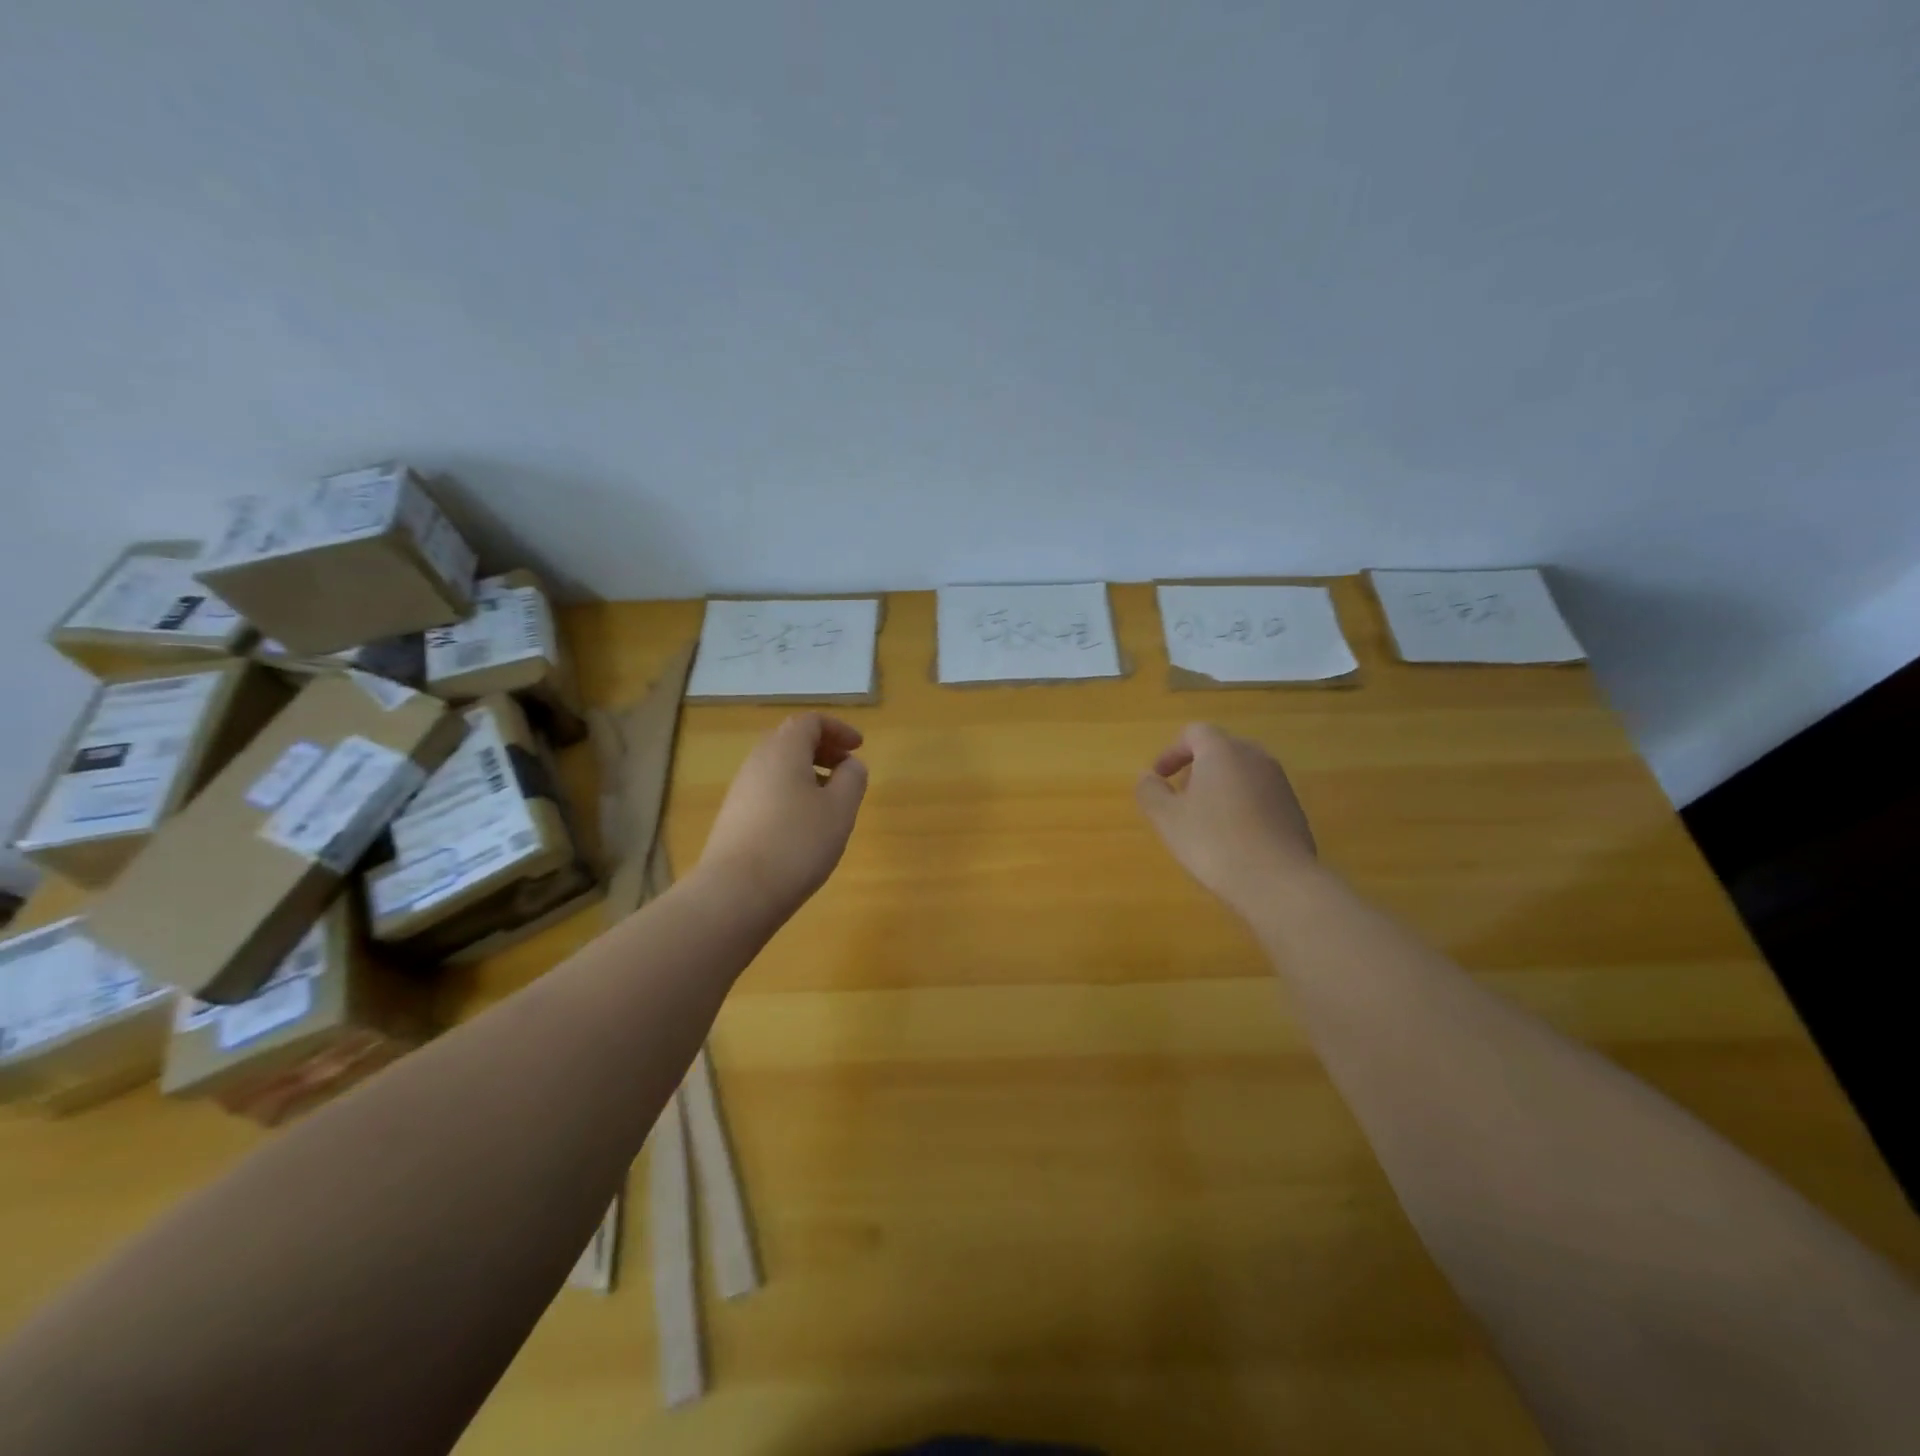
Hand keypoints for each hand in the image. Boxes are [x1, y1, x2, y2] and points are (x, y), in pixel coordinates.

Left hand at [697, 713, 868, 915]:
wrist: (736, 892)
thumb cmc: (797, 843)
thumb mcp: (840, 809)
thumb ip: (852, 779)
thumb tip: (851, 765)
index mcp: (784, 750)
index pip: (810, 722)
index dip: (838, 729)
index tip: (859, 747)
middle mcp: (757, 762)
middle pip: (790, 740)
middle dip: (822, 749)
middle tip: (846, 769)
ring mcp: (740, 791)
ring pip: (778, 767)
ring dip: (807, 773)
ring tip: (830, 801)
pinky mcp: (734, 818)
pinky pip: (767, 791)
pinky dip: (791, 793)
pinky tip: (804, 825)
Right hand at [1135, 722, 1316, 910]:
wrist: (1278, 882)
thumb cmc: (1214, 842)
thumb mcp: (1167, 818)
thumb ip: (1150, 791)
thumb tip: (1147, 777)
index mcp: (1222, 752)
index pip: (1195, 732)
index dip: (1172, 751)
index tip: (1160, 776)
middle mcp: (1255, 758)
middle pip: (1222, 749)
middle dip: (1197, 767)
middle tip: (1180, 796)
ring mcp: (1279, 783)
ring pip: (1243, 772)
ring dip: (1220, 786)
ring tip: (1205, 820)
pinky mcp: (1294, 809)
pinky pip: (1260, 795)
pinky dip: (1241, 804)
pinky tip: (1233, 838)